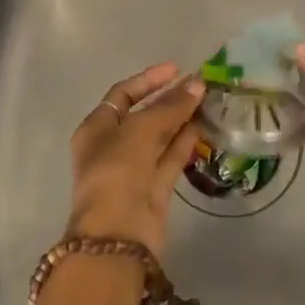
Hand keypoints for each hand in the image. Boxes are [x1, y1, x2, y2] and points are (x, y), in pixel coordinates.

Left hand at [68, 63, 206, 254]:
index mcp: (96, 128)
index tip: (176, 68)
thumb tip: (197, 84)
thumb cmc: (118, 171)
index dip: (149, 80)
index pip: (123, 94)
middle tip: (199, 86)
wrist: (117, 236)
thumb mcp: (142, 130)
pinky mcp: (153, 190)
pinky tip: (204, 127)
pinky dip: (185, 143)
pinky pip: (170, 159)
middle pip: (143, 115)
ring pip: (160, 137)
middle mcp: (112, 147)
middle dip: (169, 100)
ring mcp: (133, 170)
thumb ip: (171, 106)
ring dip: (181, 120)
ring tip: (208, 102)